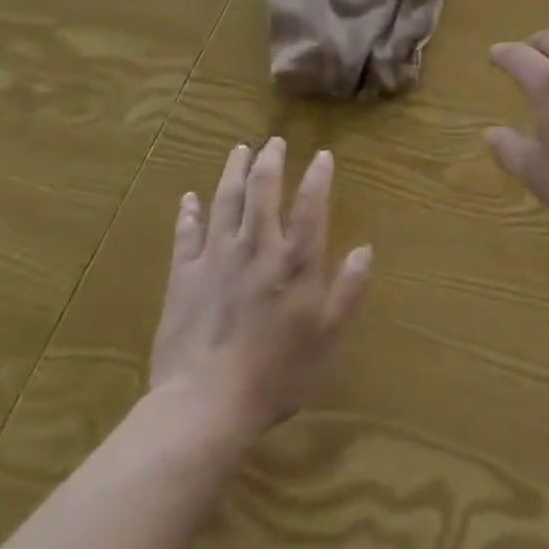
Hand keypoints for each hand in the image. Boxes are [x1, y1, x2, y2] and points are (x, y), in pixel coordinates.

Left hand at [150, 138, 371, 442]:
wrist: (204, 407)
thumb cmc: (276, 375)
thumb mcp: (327, 339)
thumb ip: (348, 292)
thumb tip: (365, 250)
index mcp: (295, 262)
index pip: (311, 205)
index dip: (318, 176)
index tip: (323, 155)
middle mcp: (257, 248)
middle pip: (263, 191)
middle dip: (270, 161)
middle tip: (274, 141)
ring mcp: (216, 259)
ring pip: (225, 202)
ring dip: (233, 172)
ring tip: (239, 150)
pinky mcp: (184, 278)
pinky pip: (186, 236)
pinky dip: (188, 213)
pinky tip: (189, 197)